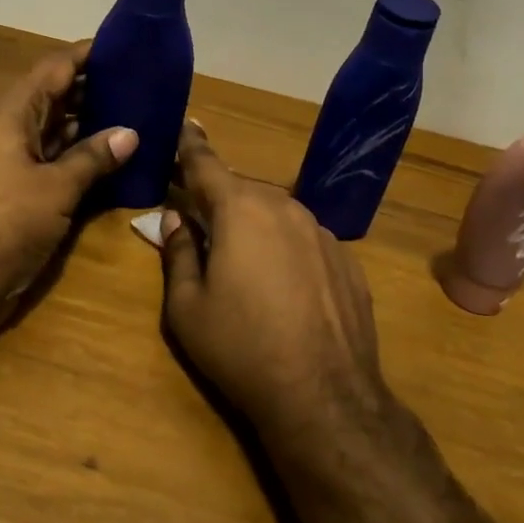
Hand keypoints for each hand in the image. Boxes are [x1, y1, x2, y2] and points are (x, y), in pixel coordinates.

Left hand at [0, 41, 136, 330]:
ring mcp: (10, 159)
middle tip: (144, 84)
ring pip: (56, 129)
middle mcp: (8, 128)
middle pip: (56, 96)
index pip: (55, 67)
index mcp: (11, 112)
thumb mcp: (56, 188)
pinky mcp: (15, 188)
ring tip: (138, 115)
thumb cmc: (4, 222)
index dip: (89, 54)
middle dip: (97, 89)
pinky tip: (114, 158)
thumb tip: (130, 133)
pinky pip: (52, 158)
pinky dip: (79, 155)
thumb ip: (93, 157)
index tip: (127, 45)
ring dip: (91, 124)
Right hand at [160, 120, 390, 450]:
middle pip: (242, 191)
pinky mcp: (347, 260)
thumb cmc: (241, 348)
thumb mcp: (187, 307)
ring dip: (255, 226)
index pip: (206, 164)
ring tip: (242, 263)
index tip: (183, 126)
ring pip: (276, 214)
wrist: (324, 397)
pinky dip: (286, 249)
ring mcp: (322, 233)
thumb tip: (176, 219)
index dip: (189, 145)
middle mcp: (285, 208)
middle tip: (200, 221)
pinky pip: (304, 240)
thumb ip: (178, 252)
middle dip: (219, 201)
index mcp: (240, 210)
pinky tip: (283, 288)